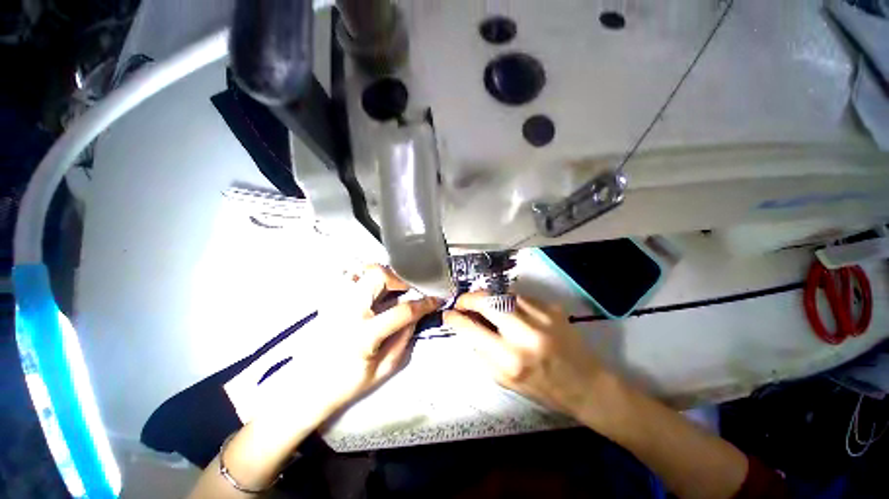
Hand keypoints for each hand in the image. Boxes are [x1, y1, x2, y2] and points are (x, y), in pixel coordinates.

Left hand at [256, 264, 439, 424]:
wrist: (306, 388)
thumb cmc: (346, 384)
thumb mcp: (383, 369)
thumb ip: (404, 338)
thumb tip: (416, 316)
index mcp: (364, 334)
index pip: (402, 311)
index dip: (424, 304)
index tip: (435, 300)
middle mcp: (347, 312)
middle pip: (377, 275)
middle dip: (398, 279)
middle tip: (406, 290)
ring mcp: (334, 303)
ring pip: (361, 271)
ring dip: (380, 276)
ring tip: (389, 289)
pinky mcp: (327, 301)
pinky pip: (347, 277)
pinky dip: (363, 278)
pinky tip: (369, 291)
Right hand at [443, 291, 608, 418]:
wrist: (586, 383)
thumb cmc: (542, 388)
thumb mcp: (504, 380)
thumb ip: (482, 352)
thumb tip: (467, 327)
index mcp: (510, 359)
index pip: (471, 329)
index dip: (455, 319)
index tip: (448, 314)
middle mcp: (524, 334)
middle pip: (486, 301)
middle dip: (468, 298)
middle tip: (462, 302)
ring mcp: (541, 317)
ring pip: (502, 294)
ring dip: (487, 298)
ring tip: (483, 304)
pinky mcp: (552, 307)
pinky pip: (520, 297)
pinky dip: (508, 300)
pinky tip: (508, 309)